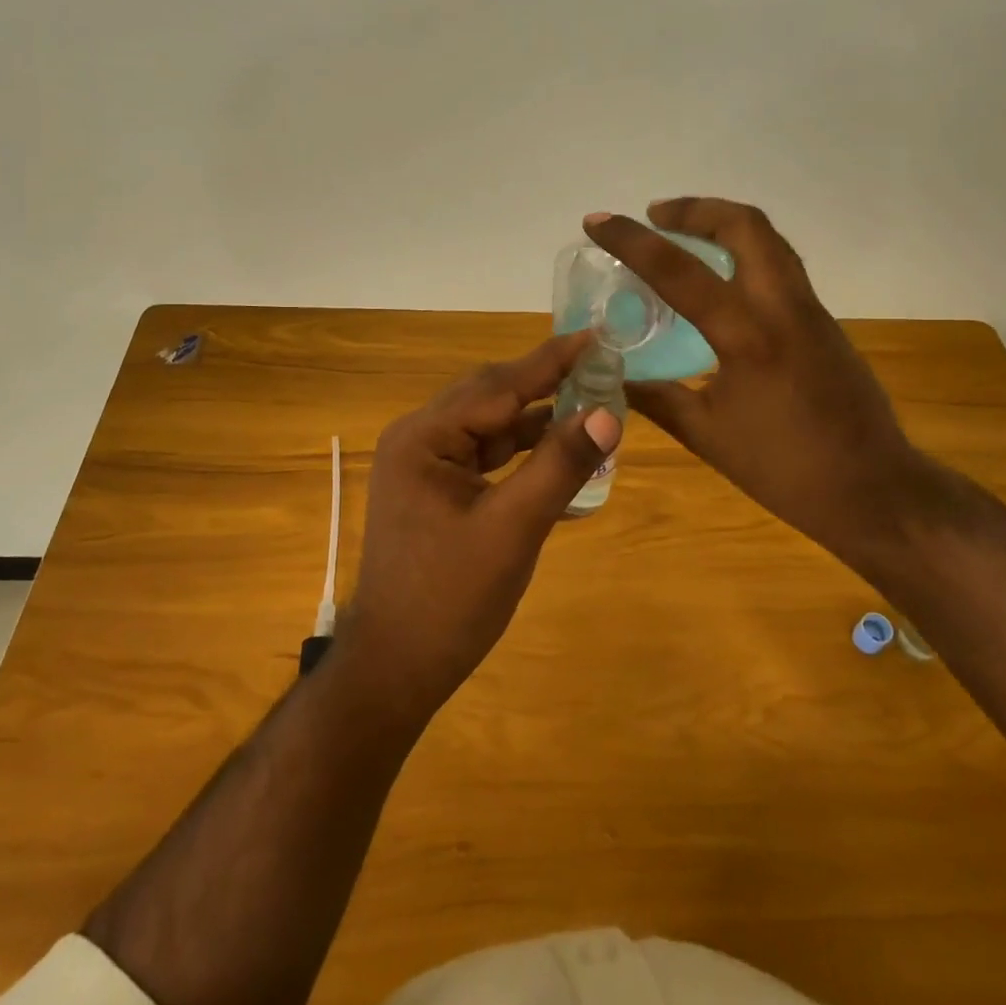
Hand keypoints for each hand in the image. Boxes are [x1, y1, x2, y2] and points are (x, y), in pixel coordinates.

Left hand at [340, 333, 621, 717]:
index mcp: (423, 437)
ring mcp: (424, 464)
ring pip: (490, 425)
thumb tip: (609, 413)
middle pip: (491, 397)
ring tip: (591, 402)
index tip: (596, 335)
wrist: (396, 668)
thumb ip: (559, 466)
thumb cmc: (449, 600)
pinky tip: (560, 449)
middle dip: (546, 382)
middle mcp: (418, 438)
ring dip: (537, 417)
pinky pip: (485, 454)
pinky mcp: (435, 488)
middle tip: (600, 365)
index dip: (551, 361)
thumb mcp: (513, 530)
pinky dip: (522, 450)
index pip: (498, 386)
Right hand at [583, 199, 937, 553]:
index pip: (679, 270)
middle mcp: (784, 307)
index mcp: (748, 336)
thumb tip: (612, 375)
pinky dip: (743, 253)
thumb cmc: (785, 469)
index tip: (596, 220)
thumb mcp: (707, 435)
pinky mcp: (823, 322)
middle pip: (745, 224)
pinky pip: (780, 266)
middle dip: (694, 209)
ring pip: (769, 239)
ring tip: (682, 236)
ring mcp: (811, 310)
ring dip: (722, 224)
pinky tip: (719, 282)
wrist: (875, 490)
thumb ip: (657, 398)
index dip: (630, 240)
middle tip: (655, 215)